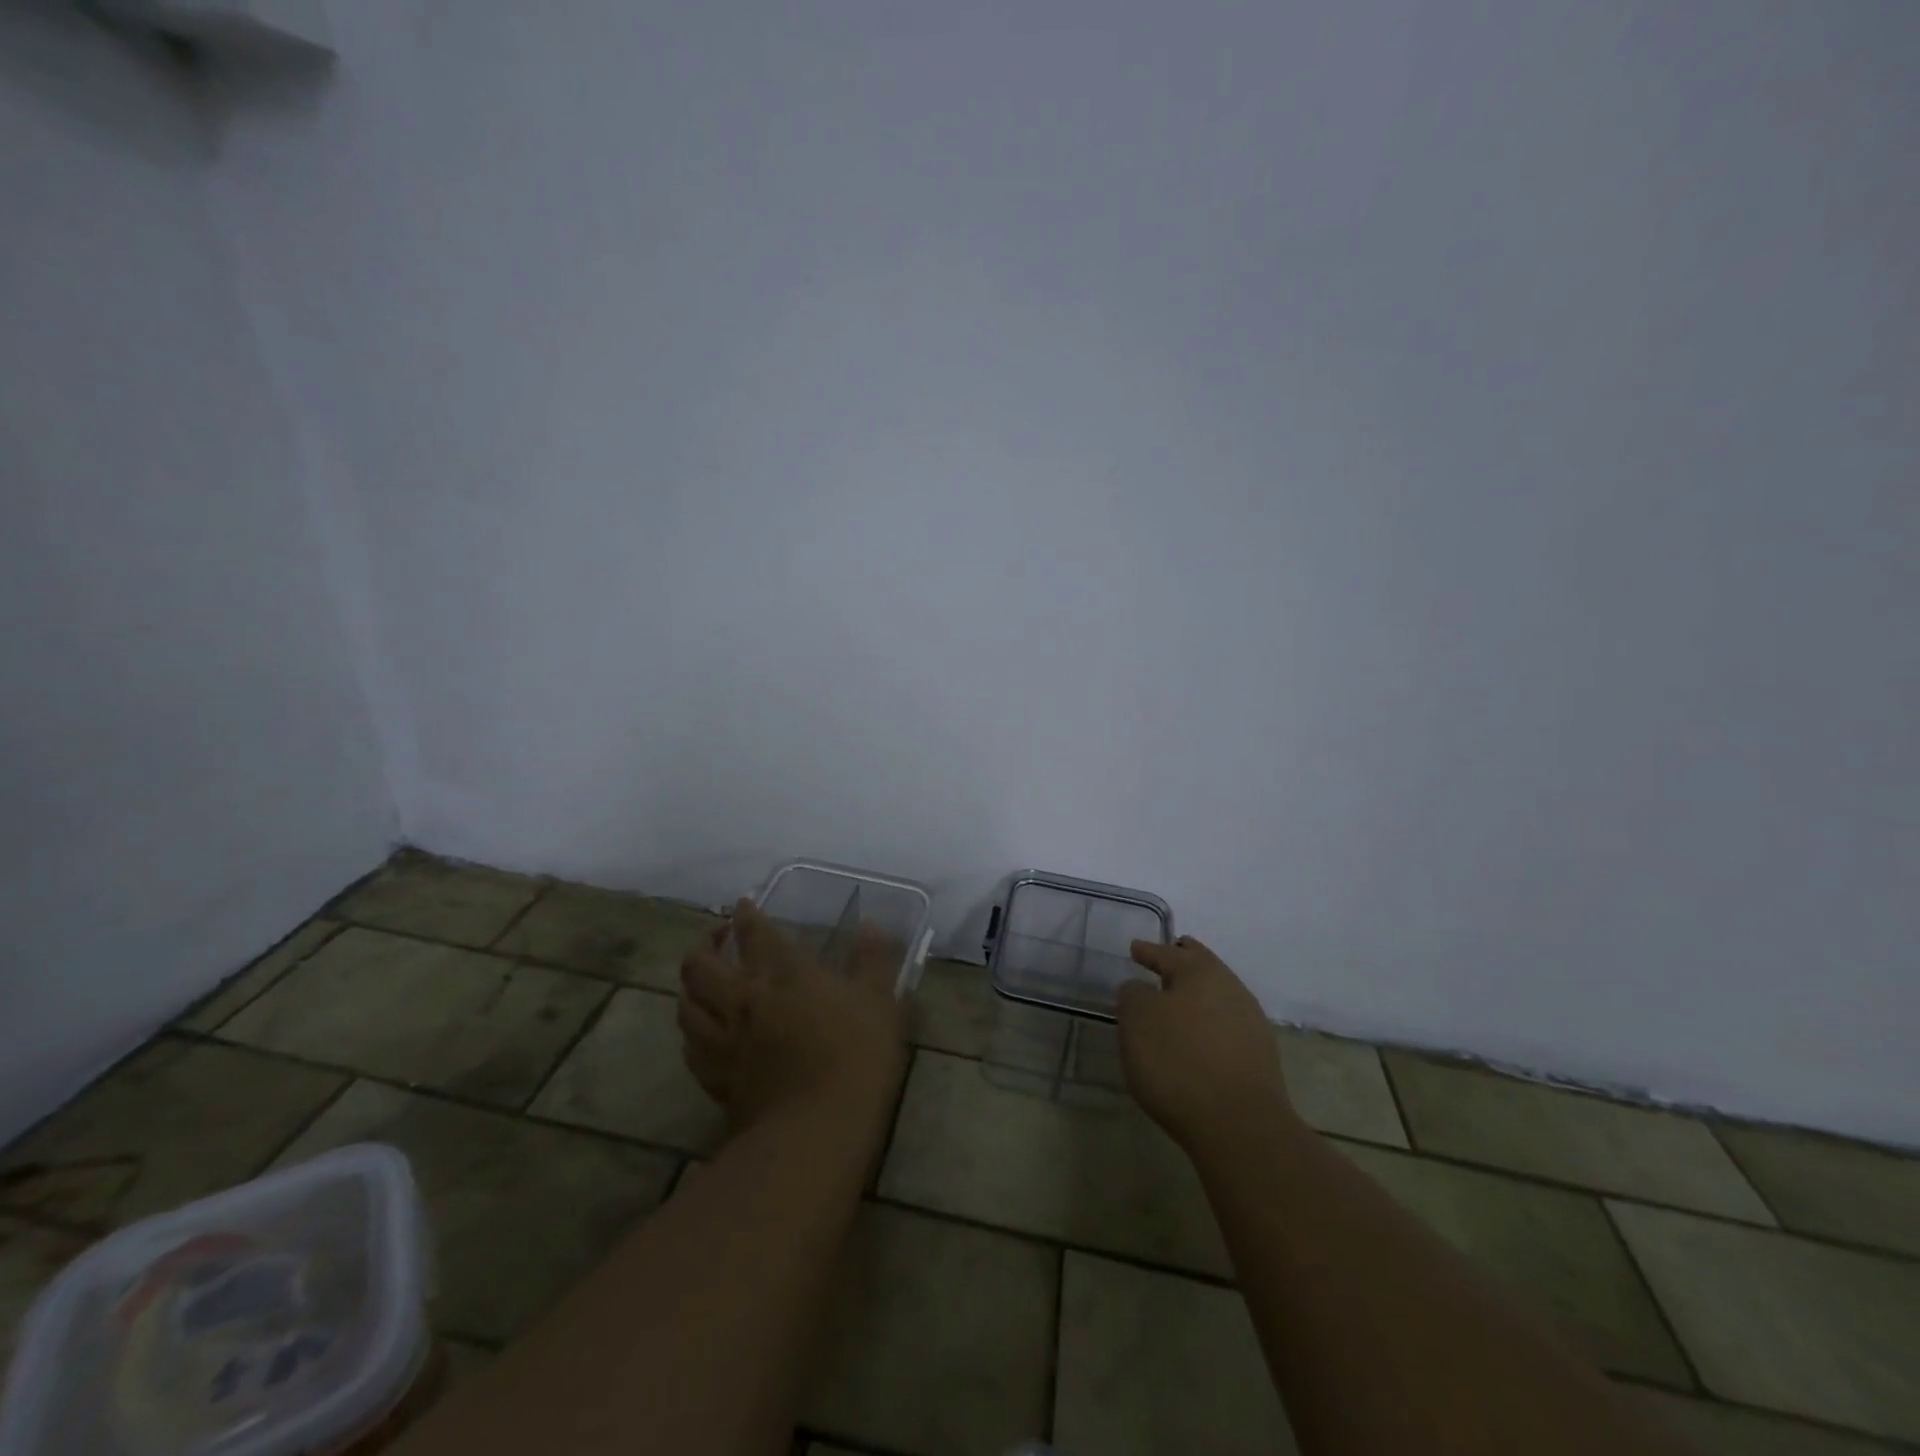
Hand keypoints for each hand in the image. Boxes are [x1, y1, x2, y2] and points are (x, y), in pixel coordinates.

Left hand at [678, 899, 908, 1133]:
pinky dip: (692, 1032)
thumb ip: (873, 961)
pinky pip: (690, 1047)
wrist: (818, 1128)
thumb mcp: (880, 1001)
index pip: (755, 932)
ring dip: (689, 987)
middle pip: (701, 965)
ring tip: (700, 982)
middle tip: (716, 939)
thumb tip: (871, 927)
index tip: (742, 906)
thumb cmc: (856, 1055)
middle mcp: (744, 999)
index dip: (745, 915)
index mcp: (783, 973)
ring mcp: (724, 1040)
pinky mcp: (716, 1078)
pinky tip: (700, 1034)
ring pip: (686, 1005)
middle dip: (703, 945)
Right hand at [1117, 935, 1294, 1151]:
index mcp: (1200, 971)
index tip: (1135, 948)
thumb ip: (1133, 996)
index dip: (1148, 951)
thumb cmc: (1178, 1060)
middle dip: (1182, 961)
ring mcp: (1250, 1023)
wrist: (1239, 1125)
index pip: (1167, 953)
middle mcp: (1230, 988)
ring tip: (1177, 1003)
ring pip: (1216, 995)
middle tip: (1166, 958)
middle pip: (1201, 966)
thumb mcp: (1137, 1021)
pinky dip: (1208, 1023)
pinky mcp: (1259, 1057)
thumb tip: (1140, 990)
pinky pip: (1226, 1025)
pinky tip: (1198, 1037)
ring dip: (1196, 995)